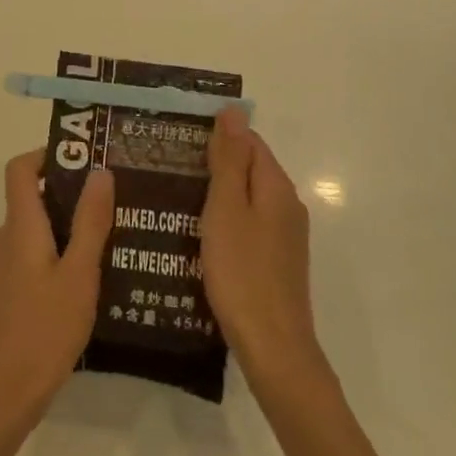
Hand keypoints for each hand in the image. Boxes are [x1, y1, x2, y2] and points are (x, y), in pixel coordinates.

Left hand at [0, 152, 114, 435]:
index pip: (20, 169)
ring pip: (37, 229)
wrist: (2, 393)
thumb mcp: (79, 274)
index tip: (85, 159)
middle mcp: (6, 238)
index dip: (47, 154)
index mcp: (20, 226)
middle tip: (114, 199)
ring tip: (113, 236)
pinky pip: (35, 255)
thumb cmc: (44, 329)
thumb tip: (99, 171)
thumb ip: (90, 222)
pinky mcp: (9, 292)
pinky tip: (92, 276)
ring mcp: (4, 267)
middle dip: (71, 192)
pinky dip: (60, 252)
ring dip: (69, 225)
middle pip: (32, 197)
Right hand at [201, 108, 325, 395]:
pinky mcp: (276, 260)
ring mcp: (284, 235)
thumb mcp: (226, 208)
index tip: (178, 141)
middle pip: (250, 168)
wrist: (272, 346)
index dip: (216, 136)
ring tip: (176, 197)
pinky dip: (226, 219)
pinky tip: (200, 233)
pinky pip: (249, 224)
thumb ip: (229, 160)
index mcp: (275, 186)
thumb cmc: (242, 272)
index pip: (248, 141)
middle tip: (169, 168)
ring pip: (248, 198)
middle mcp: (287, 205)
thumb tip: (234, 110)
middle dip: (214, 163)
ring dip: (217, 193)